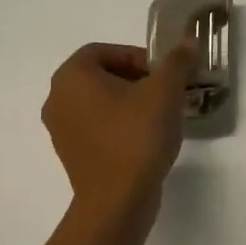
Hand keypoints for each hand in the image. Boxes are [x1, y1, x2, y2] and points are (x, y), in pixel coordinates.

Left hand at [41, 42, 195, 237]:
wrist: (118, 202)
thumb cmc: (137, 135)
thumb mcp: (165, 90)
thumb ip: (177, 61)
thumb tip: (187, 42)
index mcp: (72, 76)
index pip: (104, 50)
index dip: (136, 55)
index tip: (163, 72)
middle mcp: (57, 99)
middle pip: (101, 75)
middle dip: (137, 78)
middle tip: (166, 90)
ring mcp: (61, 130)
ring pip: (100, 102)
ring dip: (130, 102)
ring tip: (161, 114)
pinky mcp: (72, 156)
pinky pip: (98, 127)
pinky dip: (120, 125)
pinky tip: (147, 138)